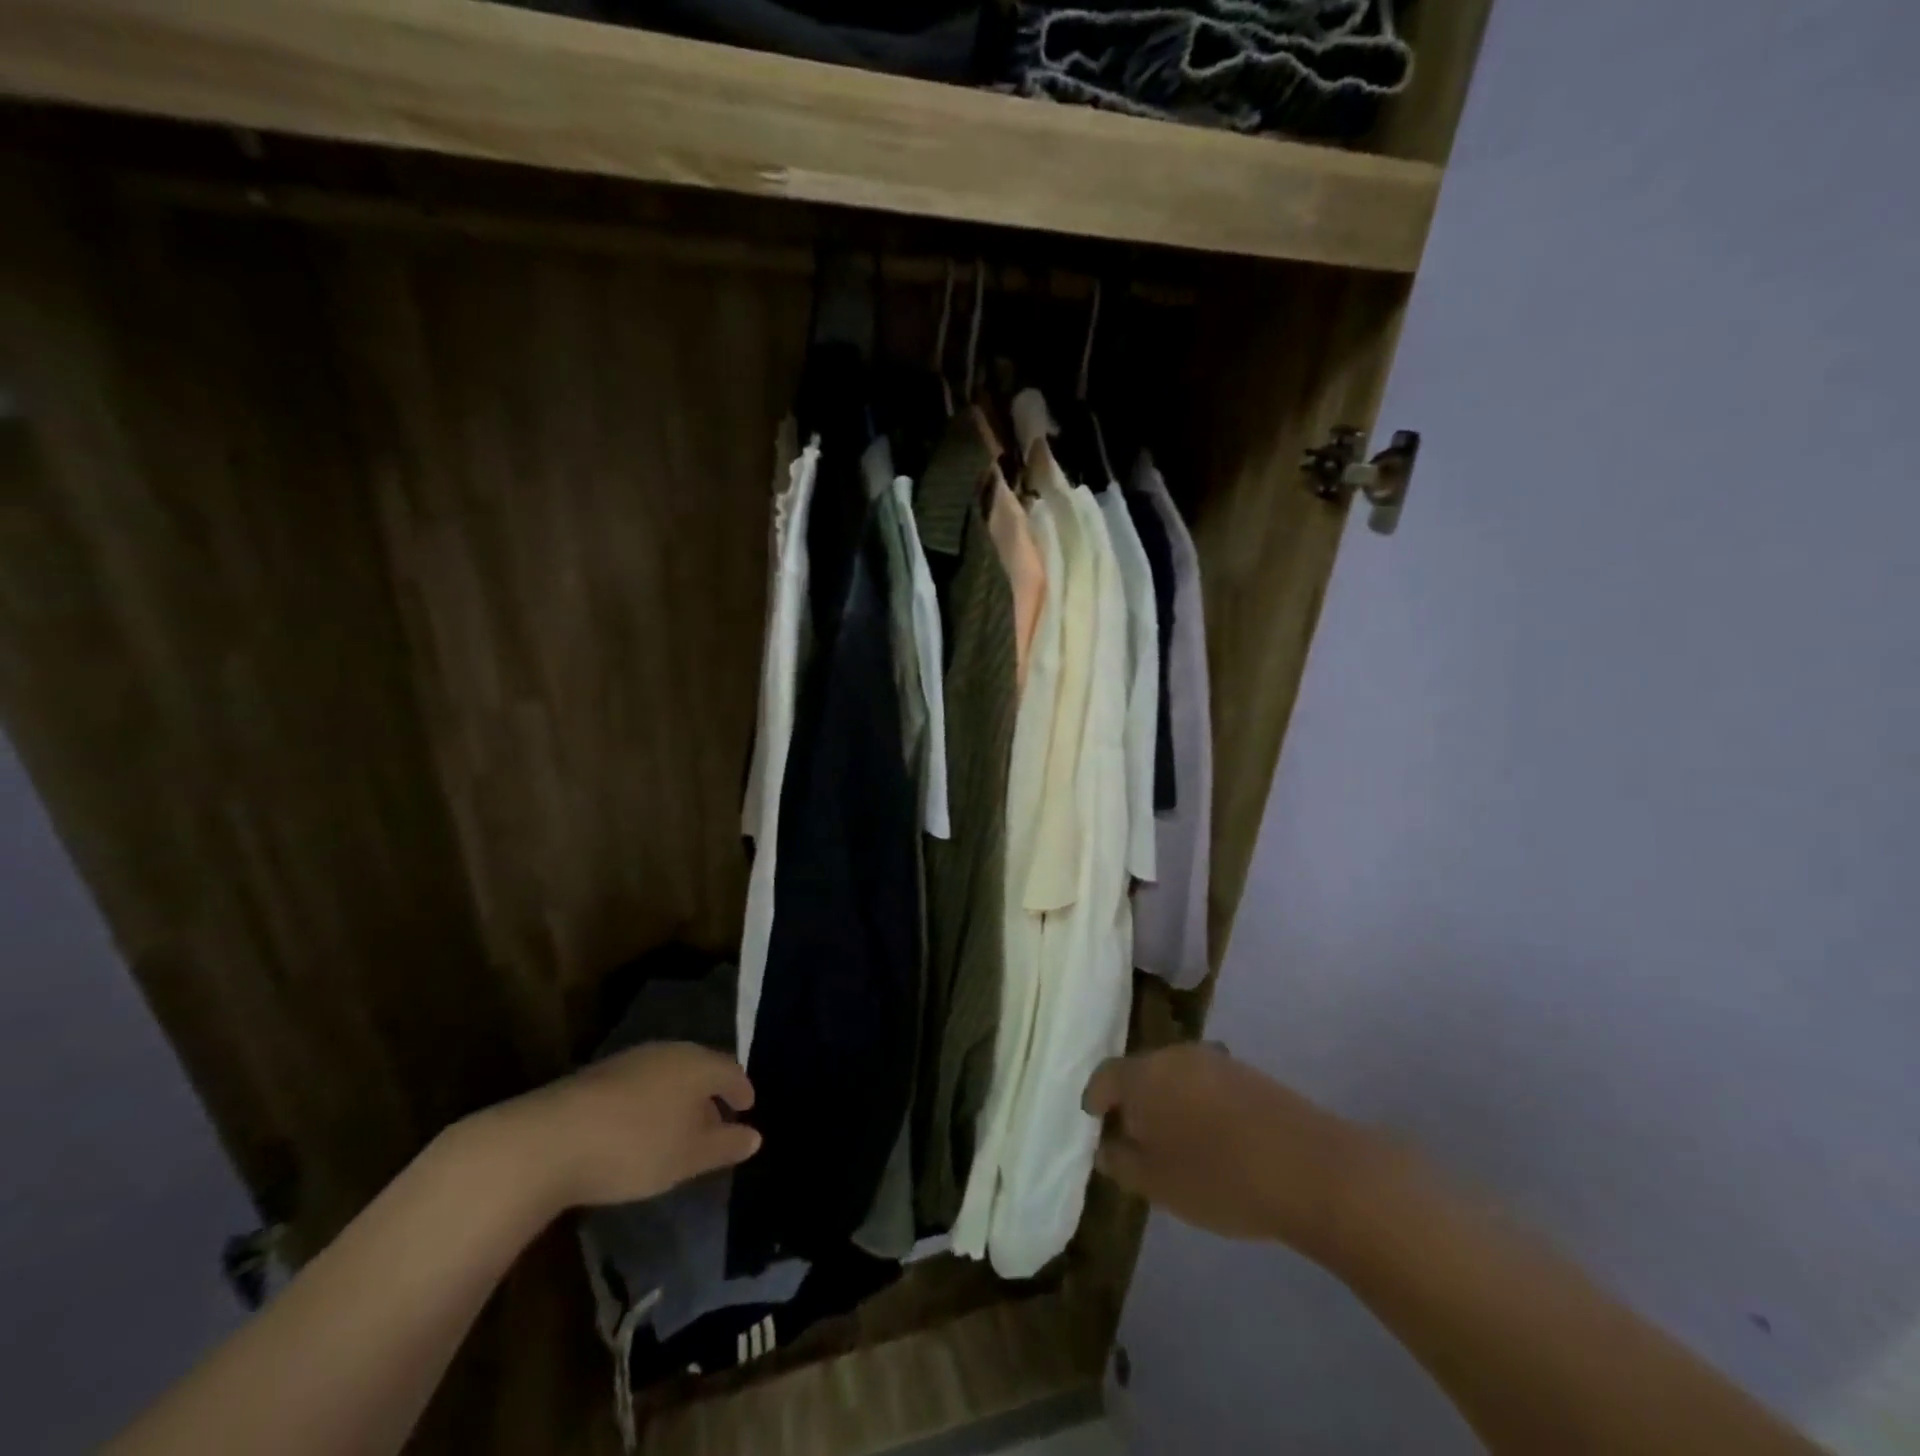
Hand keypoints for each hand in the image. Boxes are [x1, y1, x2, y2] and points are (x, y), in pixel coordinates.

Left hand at [500, 1042, 761, 1209]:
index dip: (743, 1090)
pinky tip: (640, 1128)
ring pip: (669, 1075)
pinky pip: (641, 1084)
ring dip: (679, 1098)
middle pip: (700, 1068)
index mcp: (698, 1063)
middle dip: (711, 1094)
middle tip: (717, 1122)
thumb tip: (755, 1136)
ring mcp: (631, 1059)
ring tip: (678, 1129)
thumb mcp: (689, 1156)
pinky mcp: (599, 1075)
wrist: (549, 1141)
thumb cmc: (636, 1147)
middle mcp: (669, 1051)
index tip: (748, 1109)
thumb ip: (726, 1145)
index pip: (732, 1070)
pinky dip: (651, 1103)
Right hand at [1082, 1043, 1362, 1249]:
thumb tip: (1104, 1147)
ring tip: (1175, 1137)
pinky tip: (1212, 1135)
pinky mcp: (1247, 1072)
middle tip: (1134, 1134)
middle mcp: (1173, 1055)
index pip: (1105, 1076)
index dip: (1096, 1098)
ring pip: (1176, 1075)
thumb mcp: (1158, 1185)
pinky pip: (1207, 1082)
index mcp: (1143, 1075)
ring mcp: (1214, 1060)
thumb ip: (1121, 1162)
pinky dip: (1199, 1102)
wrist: (1310, 1168)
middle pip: (1141, 1071)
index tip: (1094, 1119)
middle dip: (1134, 1099)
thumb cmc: (1219, 1178)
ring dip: (1169, 1099)